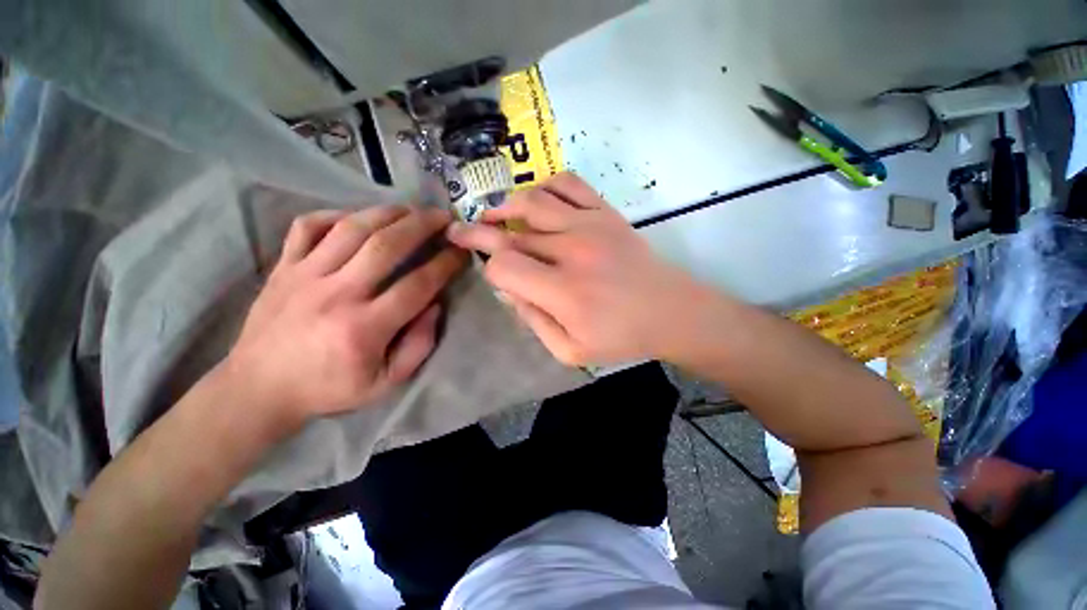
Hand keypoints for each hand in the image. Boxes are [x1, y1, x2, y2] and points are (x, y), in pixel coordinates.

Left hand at [224, 206, 467, 434]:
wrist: (258, 388)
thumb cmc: (328, 388)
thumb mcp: (386, 383)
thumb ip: (419, 346)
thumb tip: (435, 306)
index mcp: (365, 327)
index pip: (418, 285)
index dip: (445, 264)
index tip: (461, 252)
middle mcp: (336, 294)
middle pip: (386, 246)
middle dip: (421, 225)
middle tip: (442, 217)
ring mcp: (304, 275)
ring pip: (351, 228)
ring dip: (387, 213)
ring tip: (411, 210)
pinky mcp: (283, 267)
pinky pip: (308, 226)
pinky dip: (336, 215)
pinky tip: (358, 219)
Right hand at [446, 172, 709, 365]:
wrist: (671, 312)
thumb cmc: (621, 338)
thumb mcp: (570, 351)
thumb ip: (532, 321)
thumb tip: (509, 289)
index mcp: (563, 291)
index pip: (504, 266)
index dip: (488, 268)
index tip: (489, 272)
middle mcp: (572, 251)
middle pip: (512, 233)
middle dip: (480, 233)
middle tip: (461, 232)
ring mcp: (590, 225)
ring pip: (532, 201)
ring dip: (504, 206)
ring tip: (493, 214)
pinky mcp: (606, 212)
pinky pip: (568, 182)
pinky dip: (544, 185)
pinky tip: (536, 199)